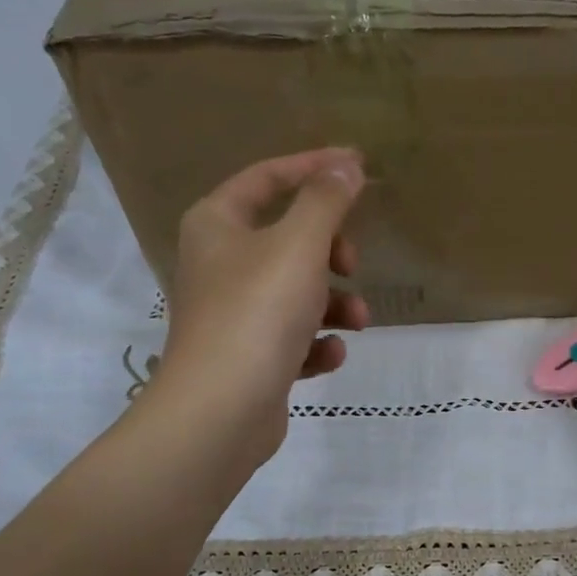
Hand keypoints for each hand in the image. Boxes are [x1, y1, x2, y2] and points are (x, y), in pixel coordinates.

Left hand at [155, 147, 368, 456]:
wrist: (221, 411)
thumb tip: (347, 164)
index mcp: (217, 224)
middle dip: (330, 251)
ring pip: (297, 291)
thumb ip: (326, 201)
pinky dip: (316, 342)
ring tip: (357, 322)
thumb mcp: (300, 246)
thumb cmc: (257, 313)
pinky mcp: (249, 356)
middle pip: (288, 238)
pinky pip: (292, 337)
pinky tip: (329, 355)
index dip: (314, 168)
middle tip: (351, 264)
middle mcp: (219, 263)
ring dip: (334, 303)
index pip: (268, 178)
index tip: (359, 167)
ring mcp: (233, 313)